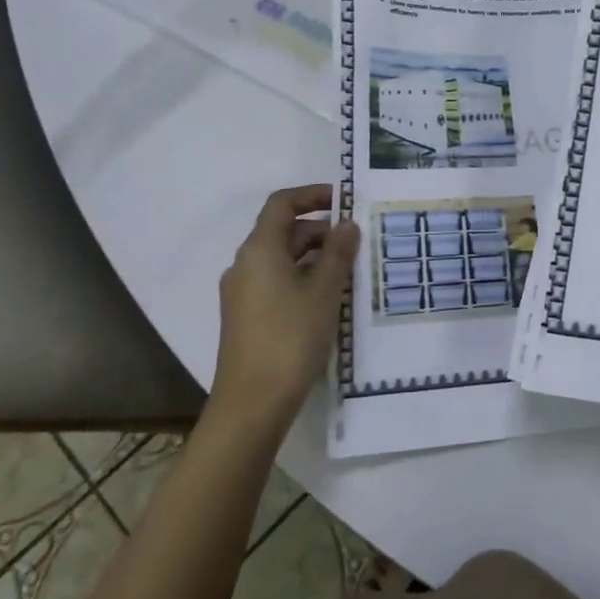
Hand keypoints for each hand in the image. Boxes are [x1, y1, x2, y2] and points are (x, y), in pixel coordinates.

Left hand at [211, 185, 359, 431]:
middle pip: (283, 231)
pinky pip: (276, 281)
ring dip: (314, 257)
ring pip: (281, 259)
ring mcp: (242, 292)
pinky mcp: (246, 316)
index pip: (282, 203)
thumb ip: (338, 252)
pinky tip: (328, 298)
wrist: (252, 403)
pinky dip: (302, 278)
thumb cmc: (291, 337)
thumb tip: (347, 224)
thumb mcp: (325, 291)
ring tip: (349, 272)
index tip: (344, 201)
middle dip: (320, 230)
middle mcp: (245, 264)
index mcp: (259, 250)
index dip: (312, 195)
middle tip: (356, 243)